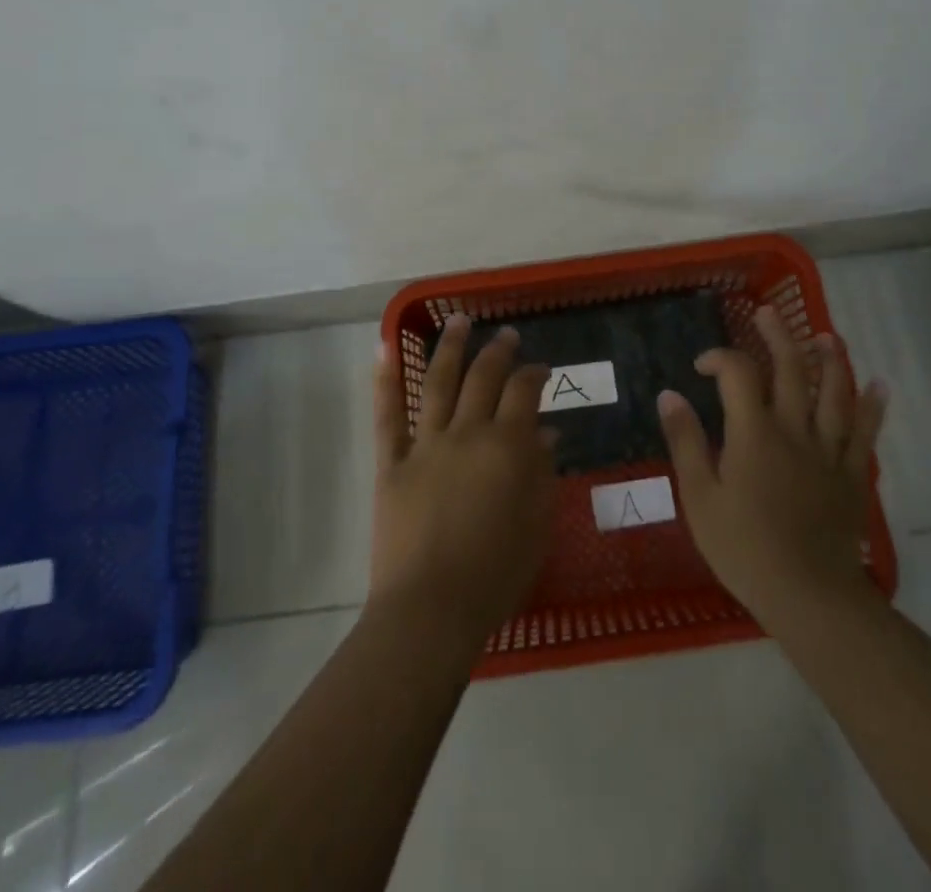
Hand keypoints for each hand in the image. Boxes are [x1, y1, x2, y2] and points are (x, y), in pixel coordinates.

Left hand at [368, 315, 556, 645]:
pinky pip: (387, 416)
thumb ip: (542, 474)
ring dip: (450, 348)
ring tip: (459, 321)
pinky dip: (384, 381)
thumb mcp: (536, 526)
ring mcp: (425, 444)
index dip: (533, 374)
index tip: (540, 369)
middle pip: (483, 378)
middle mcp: (467, 433)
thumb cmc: (495, 574)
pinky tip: (384, 348)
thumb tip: (546, 434)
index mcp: (506, 447)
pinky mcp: (392, 463)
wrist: (431, 608)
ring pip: (438, 383)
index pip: (523, 393)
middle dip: (497, 352)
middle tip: (506, 335)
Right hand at [657, 305, 887, 629]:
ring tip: (825, 336)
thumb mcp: (699, 496)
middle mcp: (793, 429)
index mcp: (753, 432)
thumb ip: (685, 441)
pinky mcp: (851, 474)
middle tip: (769, 313)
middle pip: (790, 369)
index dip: (719, 358)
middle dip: (778, 336)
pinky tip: (879, 385)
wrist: (807, 595)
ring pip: (833, 392)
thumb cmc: (743, 547)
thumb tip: (669, 394)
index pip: (738, 373)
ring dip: (830, 359)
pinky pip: (865, 433)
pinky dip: (873, 406)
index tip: (702, 366)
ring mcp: (828, 450)